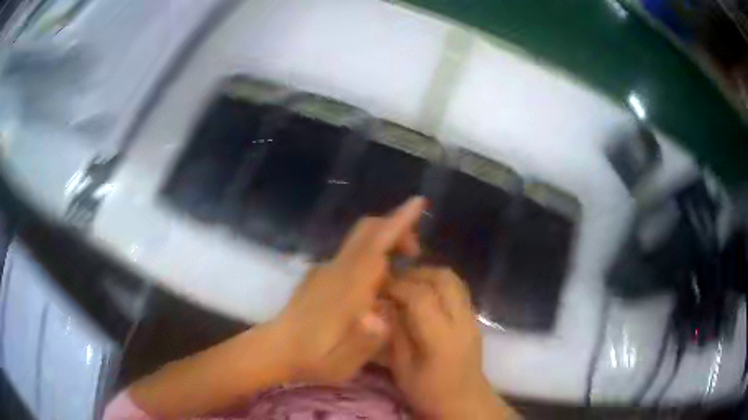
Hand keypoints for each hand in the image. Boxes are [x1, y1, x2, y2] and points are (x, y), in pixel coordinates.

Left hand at [272, 197, 426, 383]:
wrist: (274, 350)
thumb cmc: (312, 358)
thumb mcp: (342, 362)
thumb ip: (365, 340)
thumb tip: (383, 316)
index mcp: (346, 289)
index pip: (375, 247)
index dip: (398, 223)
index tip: (417, 203)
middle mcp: (336, 270)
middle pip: (366, 231)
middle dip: (395, 227)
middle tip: (414, 252)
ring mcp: (326, 270)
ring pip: (359, 239)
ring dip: (384, 239)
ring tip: (402, 264)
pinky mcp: (320, 275)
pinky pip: (352, 252)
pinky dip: (372, 252)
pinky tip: (376, 281)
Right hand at [387, 268, 512, 418]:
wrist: (465, 402)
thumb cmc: (429, 392)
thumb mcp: (402, 369)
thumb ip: (395, 334)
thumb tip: (383, 305)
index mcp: (441, 338)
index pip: (421, 296)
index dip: (397, 286)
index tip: (379, 288)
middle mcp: (461, 321)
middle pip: (443, 279)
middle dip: (415, 274)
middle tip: (393, 282)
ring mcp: (471, 318)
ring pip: (453, 280)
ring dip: (429, 275)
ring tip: (408, 285)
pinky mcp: (474, 319)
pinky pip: (458, 289)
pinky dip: (439, 284)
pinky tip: (424, 296)